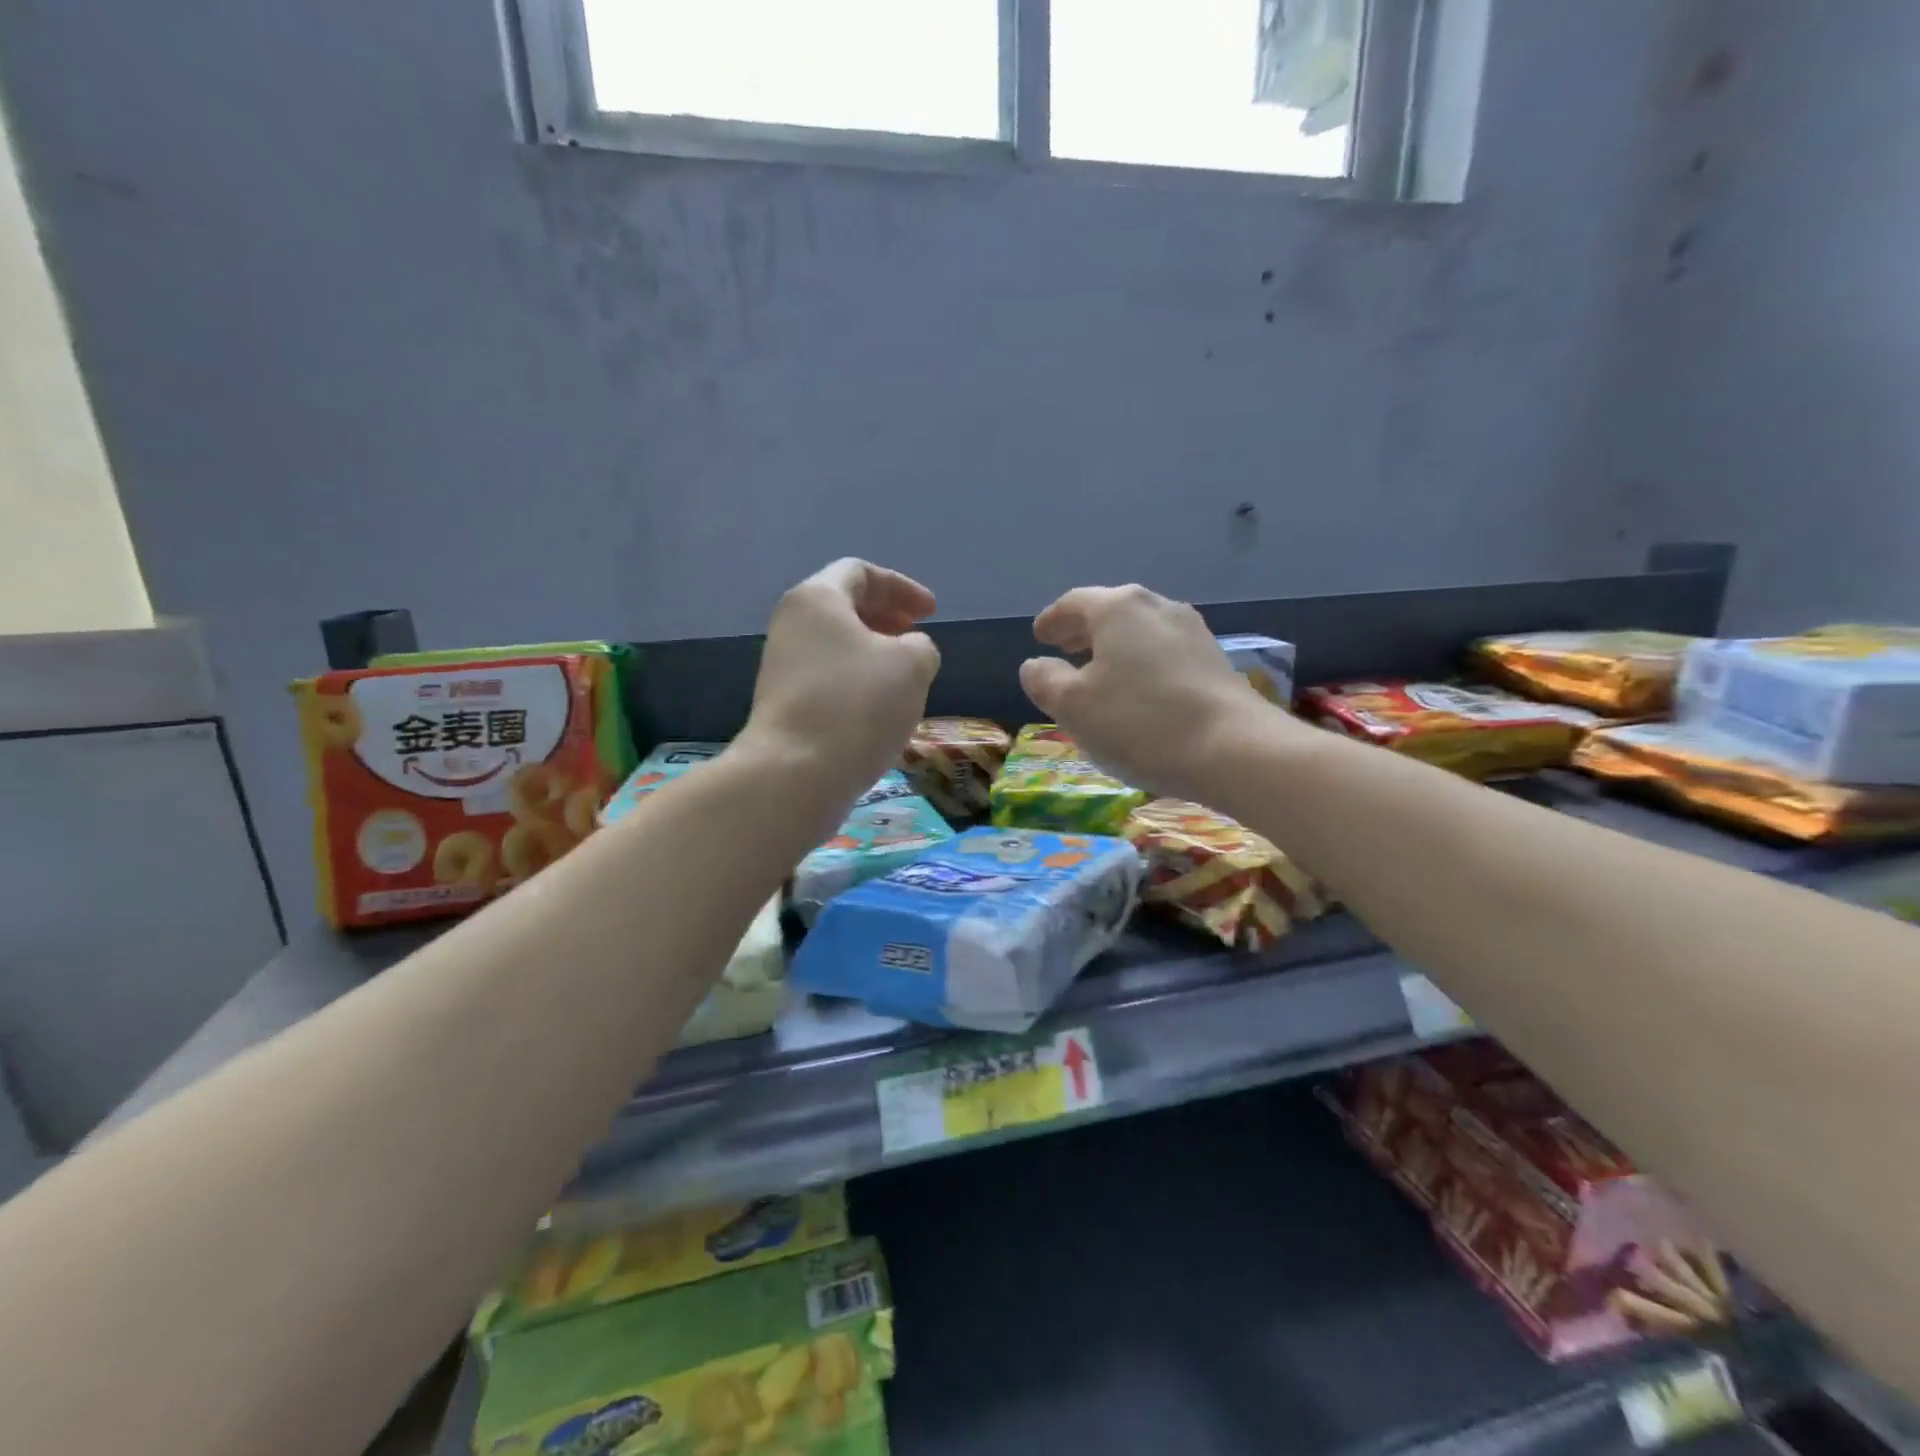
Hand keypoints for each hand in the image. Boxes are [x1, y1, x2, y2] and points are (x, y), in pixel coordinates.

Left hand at [738, 559, 940, 805]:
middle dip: (886, 618)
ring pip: (835, 646)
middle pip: (843, 607)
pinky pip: (827, 678)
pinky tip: (879, 709)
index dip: (902, 587)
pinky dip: (857, 681)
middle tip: (917, 638)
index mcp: (817, 599)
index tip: (931, 613)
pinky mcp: (783, 704)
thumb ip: (921, 646)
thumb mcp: (912, 665)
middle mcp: (791, 625)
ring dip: (873, 653)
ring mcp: (782, 666)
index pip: (860, 573)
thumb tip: (908, 653)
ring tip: (904, 678)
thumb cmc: (857, 705)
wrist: (795, 774)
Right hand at [1020, 584, 1285, 801]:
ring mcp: (1192, 632)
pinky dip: (1141, 663)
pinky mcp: (1215, 661)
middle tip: (1064, 649)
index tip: (1039, 635)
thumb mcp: (1074, 706)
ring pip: (1140, 631)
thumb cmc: (1140, 722)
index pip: (1074, 603)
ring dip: (1114, 647)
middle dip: (1084, 630)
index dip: (1052, 620)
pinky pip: (1164, 652)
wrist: (1234, 750)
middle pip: (1111, 611)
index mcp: (1118, 608)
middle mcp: (1157, 607)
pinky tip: (1139, 691)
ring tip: (1099, 672)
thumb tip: (1036, 666)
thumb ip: (1045, 681)